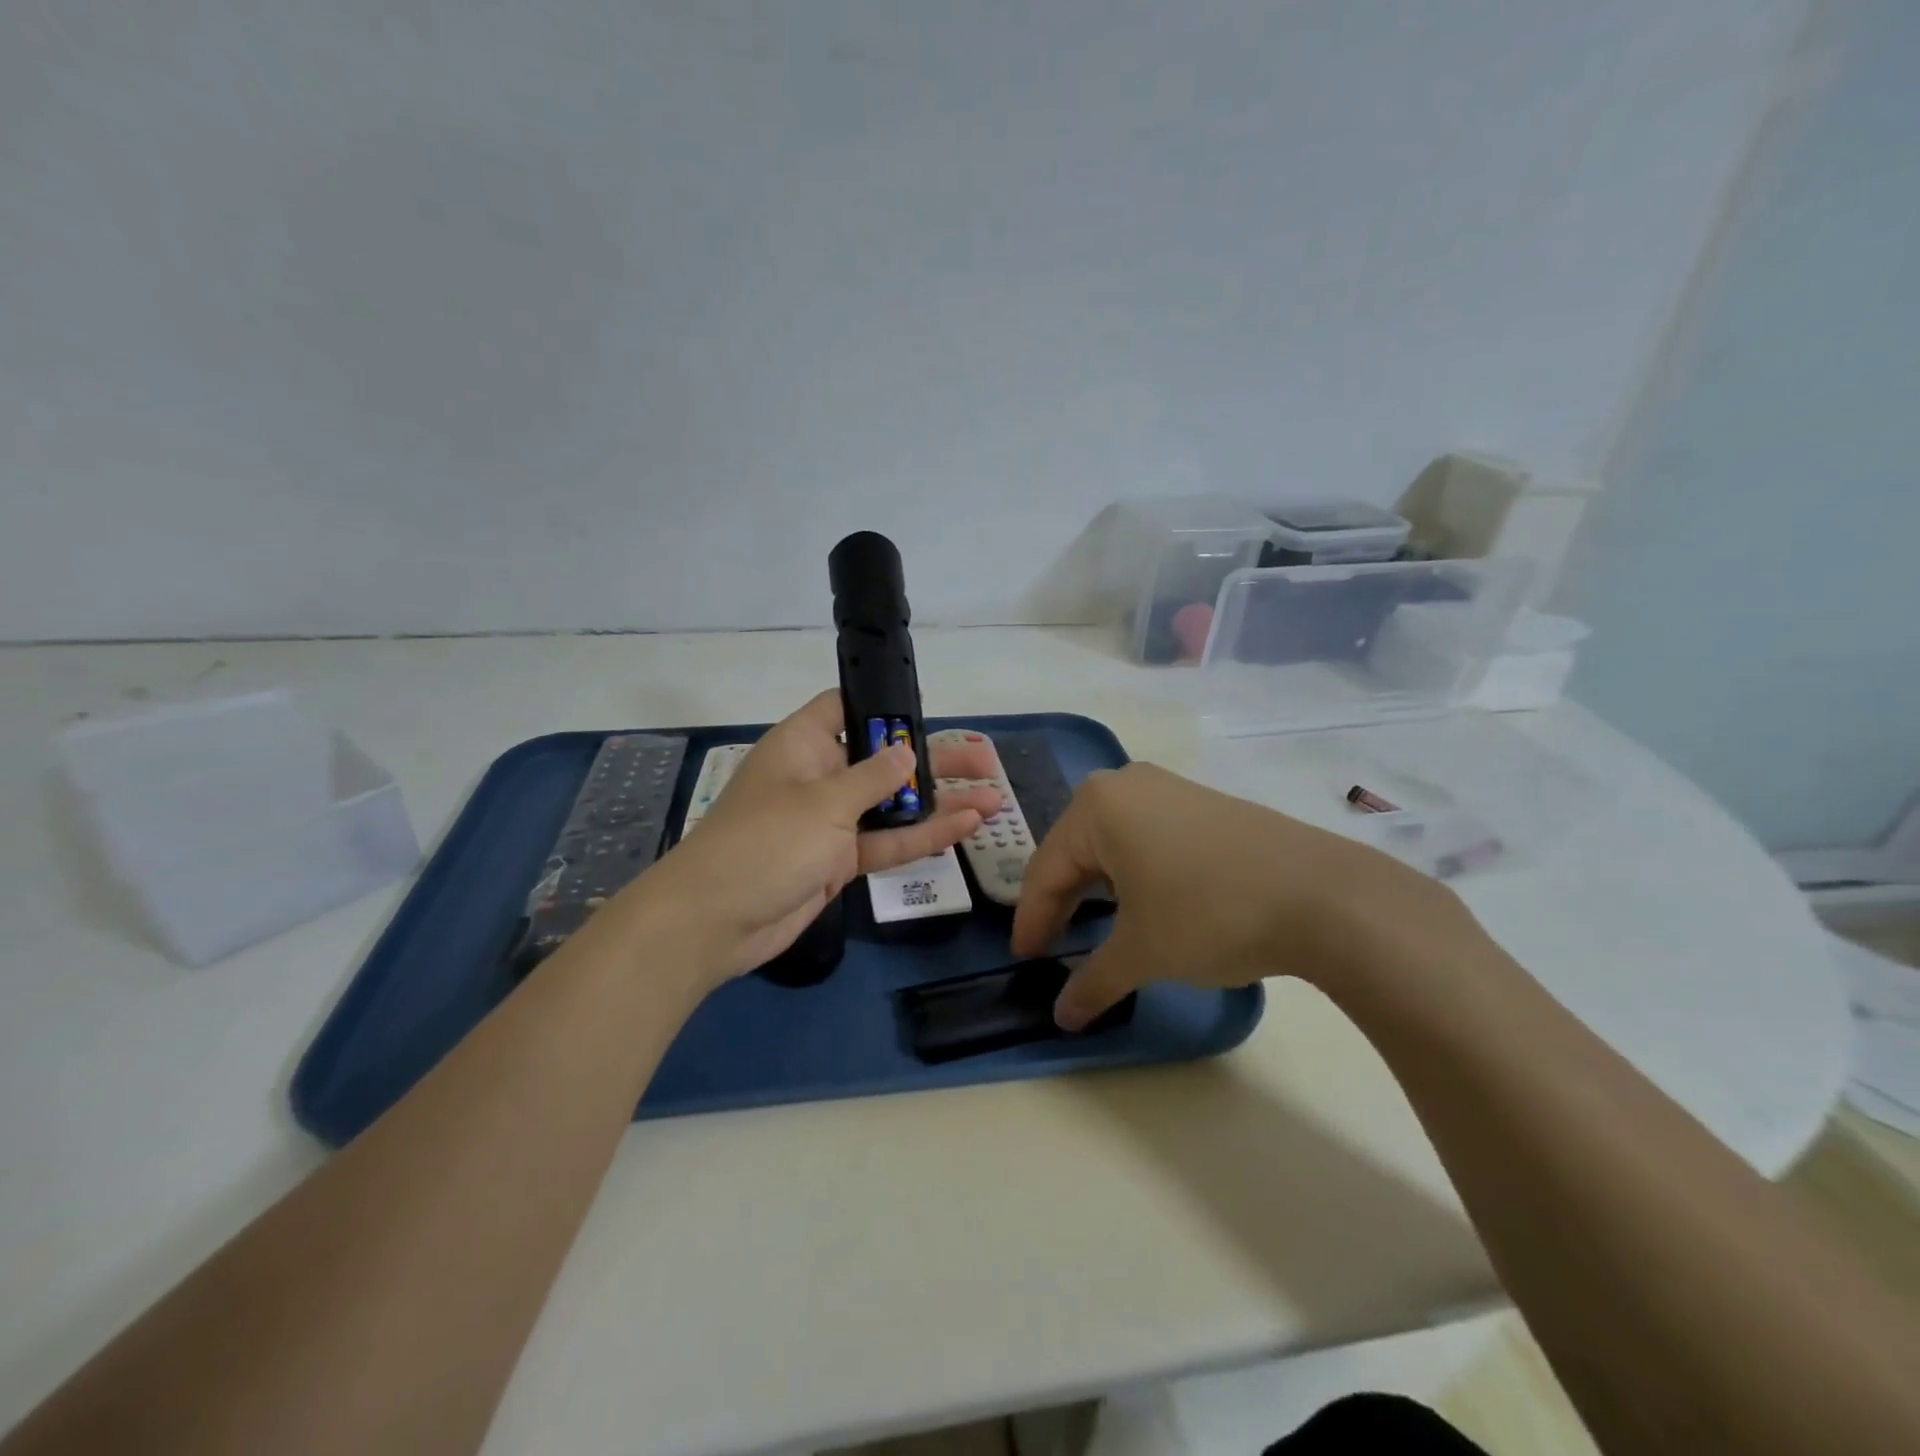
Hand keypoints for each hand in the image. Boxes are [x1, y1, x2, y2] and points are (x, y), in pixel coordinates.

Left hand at [633, 692, 1003, 983]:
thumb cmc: (764, 843)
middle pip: (882, 759)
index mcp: (802, 745)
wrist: (713, 923)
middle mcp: (818, 777)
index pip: (844, 709)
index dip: (884, 707)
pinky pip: (886, 842)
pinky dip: (922, 837)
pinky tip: (966, 827)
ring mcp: (830, 822)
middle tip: (983, 760)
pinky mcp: (838, 861)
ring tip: (994, 796)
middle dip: (930, 759)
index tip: (927, 711)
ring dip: (939, 802)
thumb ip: (873, 777)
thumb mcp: (823, 802)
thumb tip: (905, 751)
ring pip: (892, 805)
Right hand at [1009, 762, 1472, 1028]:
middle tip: (1052, 946)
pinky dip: (1133, 872)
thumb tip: (1062, 1018)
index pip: (1046, 869)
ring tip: (1095, 927)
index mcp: (1096, 806)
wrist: (1323, 896)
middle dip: (1062, 901)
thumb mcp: (1142, 952)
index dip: (1032, 920)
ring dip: (1098, 887)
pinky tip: (1143, 901)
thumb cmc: (1209, 914)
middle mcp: (1126, 784)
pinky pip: (1147, 836)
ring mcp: (1169, 788)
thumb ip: (1093, 981)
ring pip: (1112, 842)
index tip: (1024, 959)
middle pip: (1076, 850)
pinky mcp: (1203, 803)